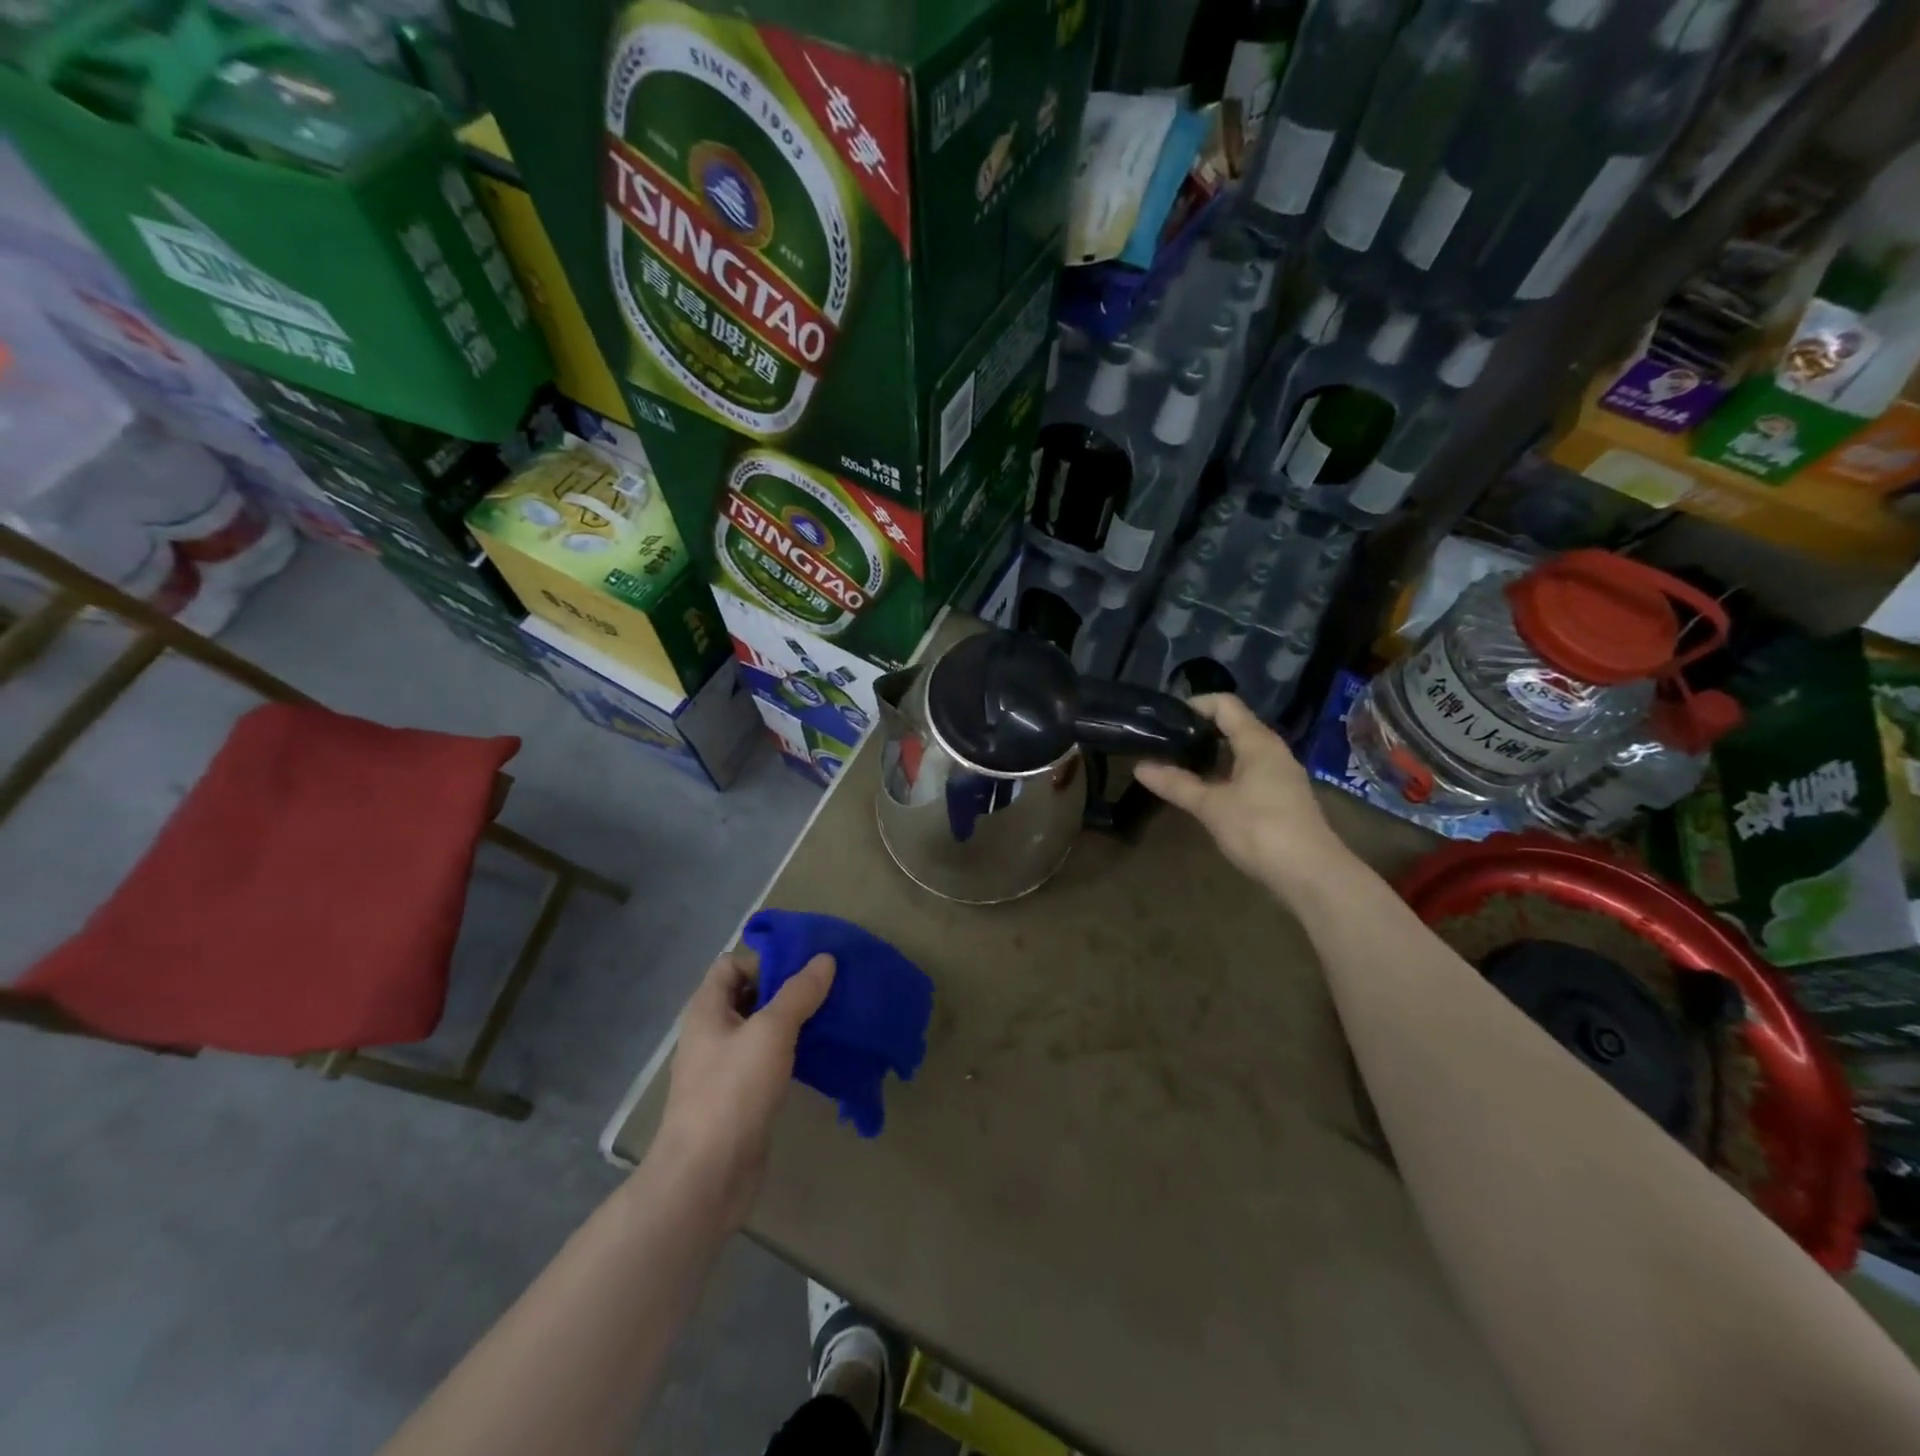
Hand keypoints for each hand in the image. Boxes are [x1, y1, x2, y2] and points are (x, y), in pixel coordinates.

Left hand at [656, 950, 834, 1227]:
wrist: (706, 1177)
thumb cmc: (732, 1092)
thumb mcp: (770, 1032)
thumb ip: (798, 993)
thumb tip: (824, 959)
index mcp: (707, 1010)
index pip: (732, 964)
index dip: (765, 960)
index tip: (806, 967)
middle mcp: (712, 1033)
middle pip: (750, 995)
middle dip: (788, 989)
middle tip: (830, 988)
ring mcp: (725, 1068)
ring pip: (763, 1030)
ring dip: (794, 1021)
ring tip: (834, 1016)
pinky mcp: (741, 1097)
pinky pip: (769, 1061)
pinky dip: (792, 1053)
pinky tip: (821, 1055)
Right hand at [1134, 694, 1351, 897]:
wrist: (1311, 875)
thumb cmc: (1260, 830)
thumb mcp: (1211, 806)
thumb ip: (1176, 784)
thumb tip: (1140, 766)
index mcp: (1258, 742)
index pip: (1225, 704)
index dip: (1194, 705)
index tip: (1164, 719)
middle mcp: (1272, 751)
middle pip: (1232, 726)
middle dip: (1198, 732)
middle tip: (1164, 744)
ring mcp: (1280, 775)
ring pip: (1240, 752)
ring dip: (1209, 756)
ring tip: (1176, 767)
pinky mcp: (1281, 798)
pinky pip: (1247, 772)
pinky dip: (1223, 774)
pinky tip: (1203, 792)